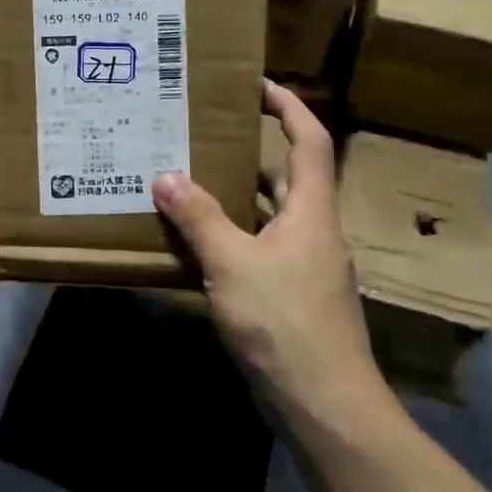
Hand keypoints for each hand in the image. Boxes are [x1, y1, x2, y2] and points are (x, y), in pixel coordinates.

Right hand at [154, 82, 380, 419]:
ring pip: (271, 215)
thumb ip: (198, 217)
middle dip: (252, 150)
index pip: (309, 142)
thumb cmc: (285, 323)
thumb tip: (165, 176)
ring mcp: (306, 267)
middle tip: (204, 133)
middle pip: (288, 176)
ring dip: (237, 195)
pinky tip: (198, 241)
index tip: (257, 84)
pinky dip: (233, 235)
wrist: (326, 407)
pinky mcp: (293, 297)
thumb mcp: (232, 264)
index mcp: (312, 212)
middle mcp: (315, 232)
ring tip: (191, 178)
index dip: (289, 107)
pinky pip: (261, 248)